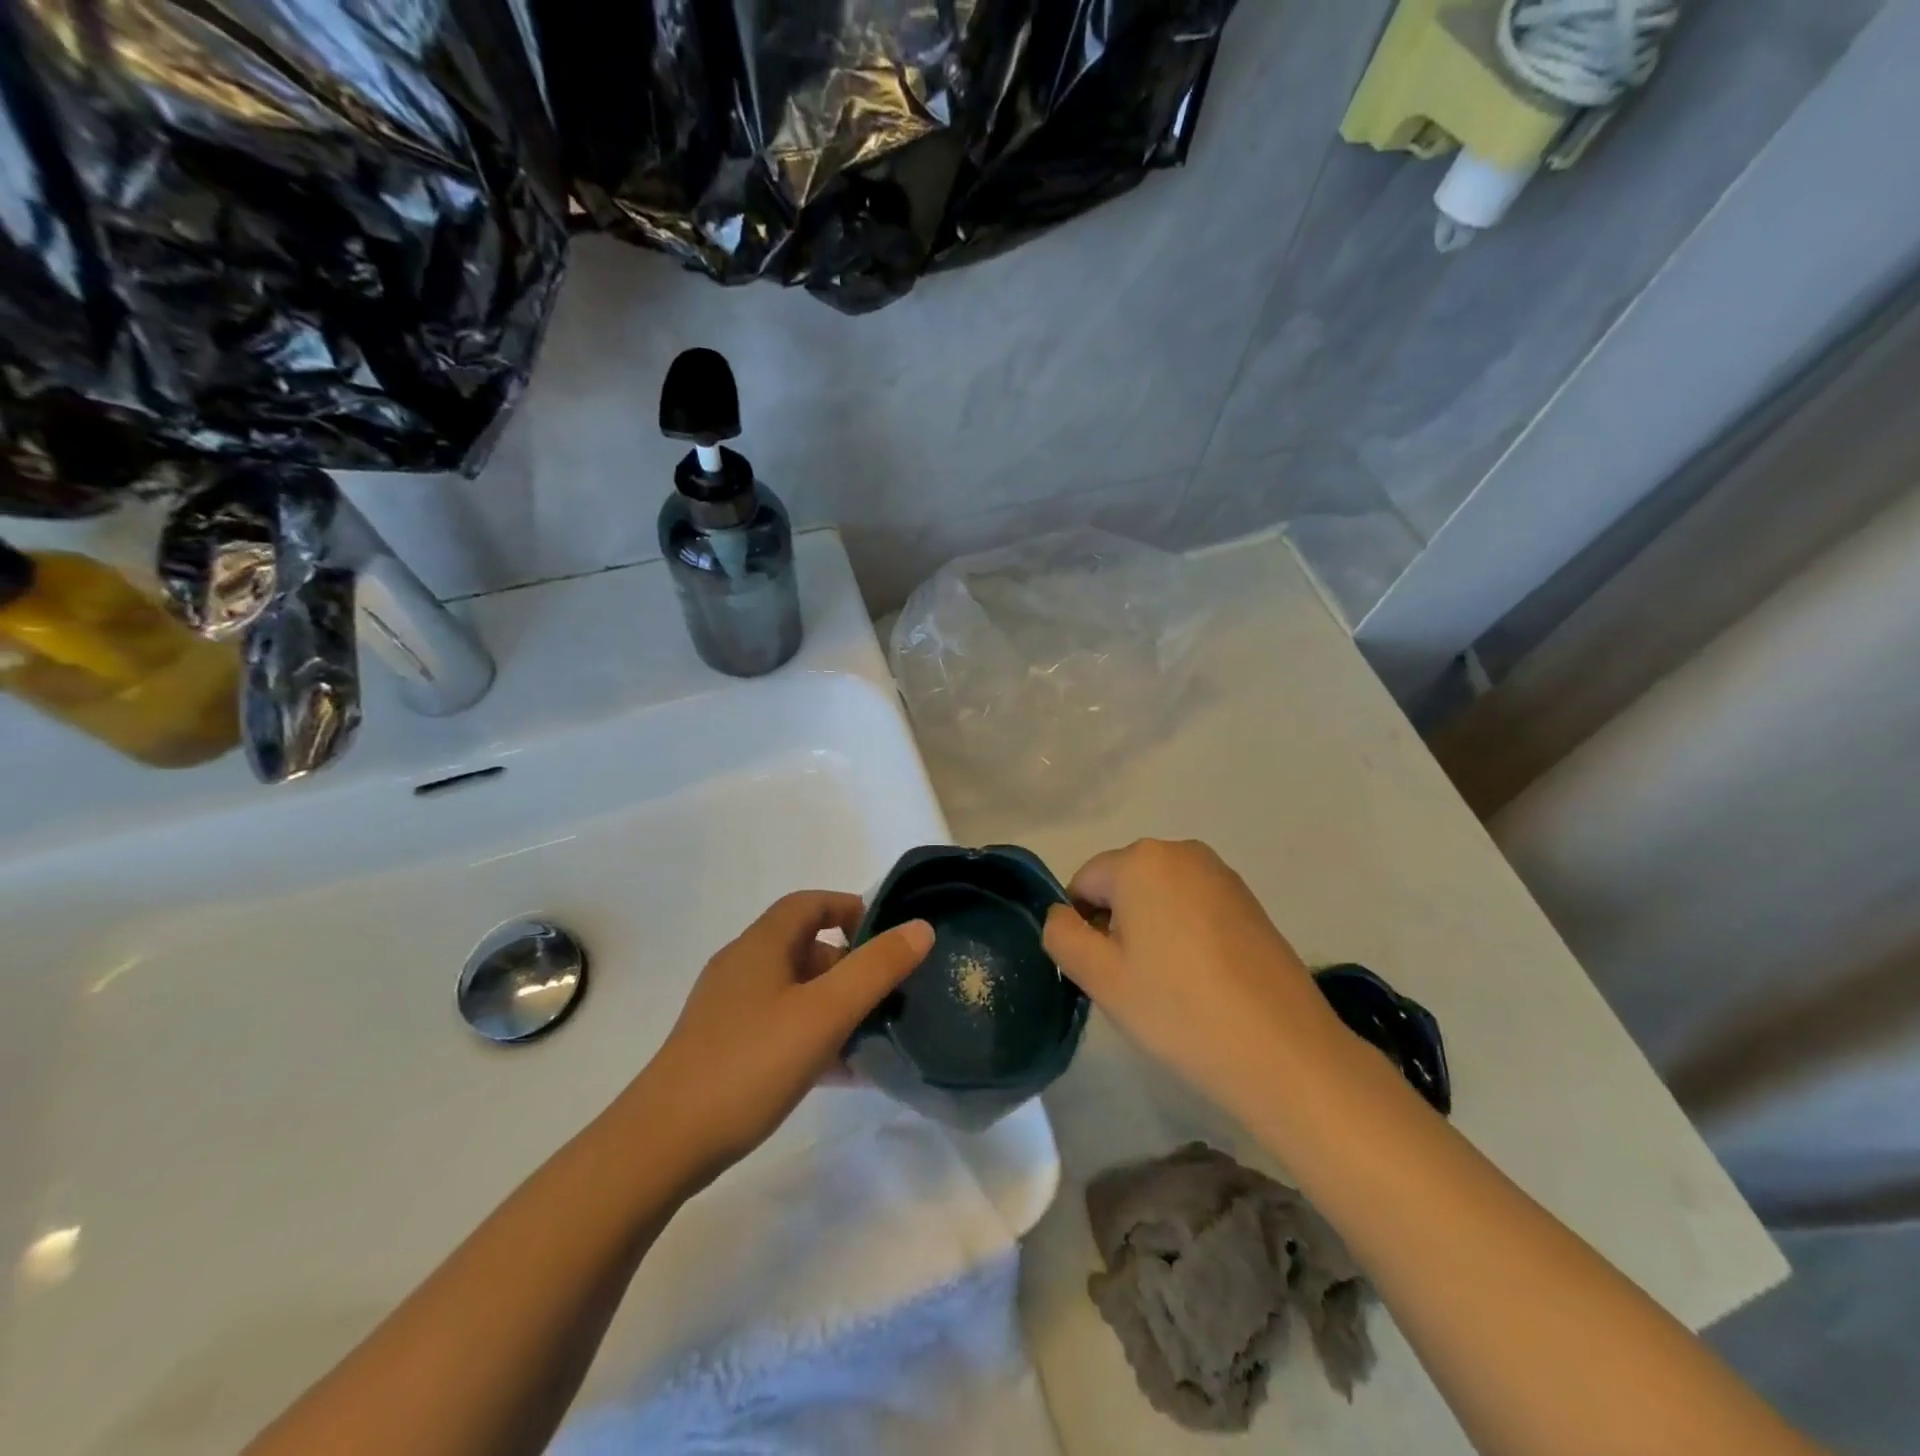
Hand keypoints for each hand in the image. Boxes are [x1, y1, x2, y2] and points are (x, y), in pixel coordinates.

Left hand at [640, 892, 932, 1180]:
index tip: (887, 938)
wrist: (663, 1145)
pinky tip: (841, 1072)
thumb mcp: (825, 1012)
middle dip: (850, 964)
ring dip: (835, 1005)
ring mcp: (728, 1010)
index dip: (850, 909)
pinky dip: (813, 1036)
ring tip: (873, 1035)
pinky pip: (780, 1027)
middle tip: (887, 995)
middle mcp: (742, 968)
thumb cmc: (749, 1064)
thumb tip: (920, 928)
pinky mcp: (722, 1049)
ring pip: (794, 991)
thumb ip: (876, 968)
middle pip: (805, 947)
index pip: (810, 903)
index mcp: (761, 945)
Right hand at [1042, 839, 1346, 1119]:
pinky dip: (1185, 934)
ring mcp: (1221, 874)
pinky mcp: (1249, 900)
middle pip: (1122, 885)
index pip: (1083, 883)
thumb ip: (1061, 935)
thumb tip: (1063, 916)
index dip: (1083, 929)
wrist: (1283, 1051)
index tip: (1106, 973)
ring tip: (1172, 984)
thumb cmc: (1178, 1009)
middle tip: (1136, 982)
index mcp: (1141, 860)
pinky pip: (1193, 906)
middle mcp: (1182, 852)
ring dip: (1151, 930)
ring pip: (1158, 896)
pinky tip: (1203, 978)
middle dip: (1117, 926)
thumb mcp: (1099, 977)